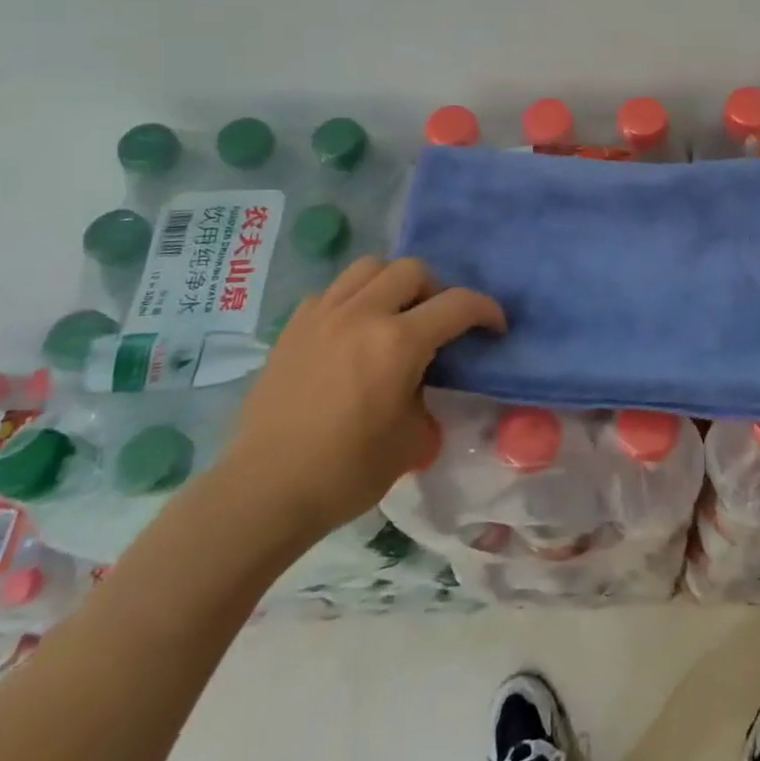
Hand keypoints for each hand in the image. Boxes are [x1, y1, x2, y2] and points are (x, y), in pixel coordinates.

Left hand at [215, 256, 504, 546]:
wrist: (264, 492)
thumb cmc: (345, 472)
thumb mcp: (411, 440)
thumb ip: (427, 396)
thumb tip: (423, 383)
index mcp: (398, 342)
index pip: (458, 304)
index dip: (486, 310)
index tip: (495, 327)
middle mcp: (362, 314)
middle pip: (413, 269)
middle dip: (437, 290)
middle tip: (438, 323)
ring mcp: (323, 315)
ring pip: (370, 267)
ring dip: (393, 283)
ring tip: (394, 314)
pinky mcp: (293, 327)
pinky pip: (333, 291)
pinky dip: (353, 299)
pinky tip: (352, 332)